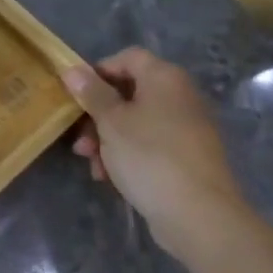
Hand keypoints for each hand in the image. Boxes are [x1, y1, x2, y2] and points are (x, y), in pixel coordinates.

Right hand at [63, 47, 264, 270]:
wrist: (199, 215)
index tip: (77, 94)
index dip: (99, 71)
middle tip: (79, 137)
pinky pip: (149, 145)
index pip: (128, 57)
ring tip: (91, 163)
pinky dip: (127, 155)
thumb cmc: (149, 156)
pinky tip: (110, 178)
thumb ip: (91, 93)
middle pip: (129, 92)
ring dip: (107, 138)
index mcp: (165, 79)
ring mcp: (187, 128)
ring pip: (135, 122)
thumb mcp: (111, 121)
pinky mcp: (187, 157)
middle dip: (98, 114)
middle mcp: (180, 97)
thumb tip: (73, 70)